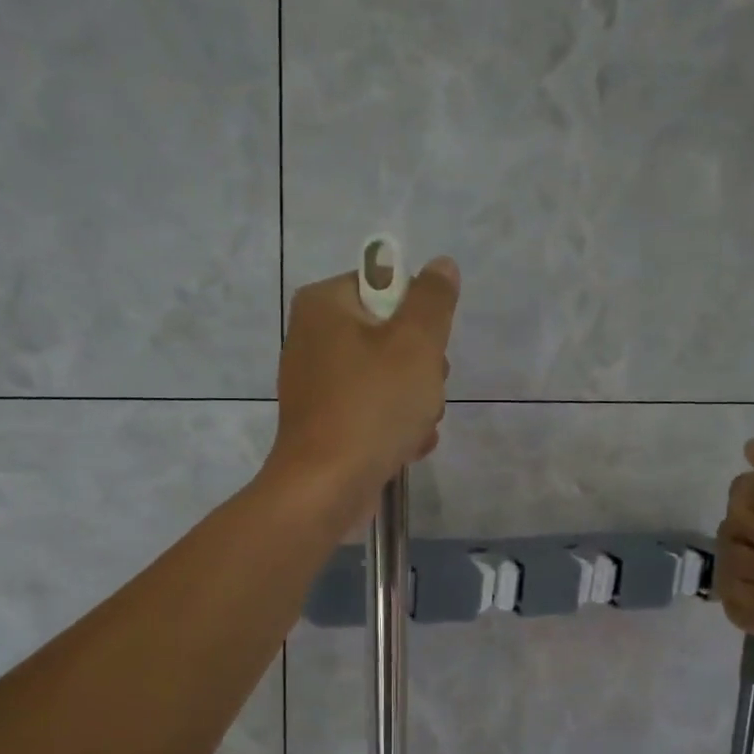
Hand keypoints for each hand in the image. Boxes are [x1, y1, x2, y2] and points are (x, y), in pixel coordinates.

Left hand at [265, 257, 459, 525]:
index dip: (418, 317)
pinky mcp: (324, 424)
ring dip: (414, 402)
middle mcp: (313, 338)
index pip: (387, 287)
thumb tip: (440, 265)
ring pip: (387, 378)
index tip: (427, 348)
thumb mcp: (416, 344)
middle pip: (390, 336)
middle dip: (420, 367)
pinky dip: (393, 427)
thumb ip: (432, 300)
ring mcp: (316, 385)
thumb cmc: (372, 406)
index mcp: (324, 305)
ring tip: (415, 426)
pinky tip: (405, 447)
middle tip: (425, 390)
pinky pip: (371, 411)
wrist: (326, 488)